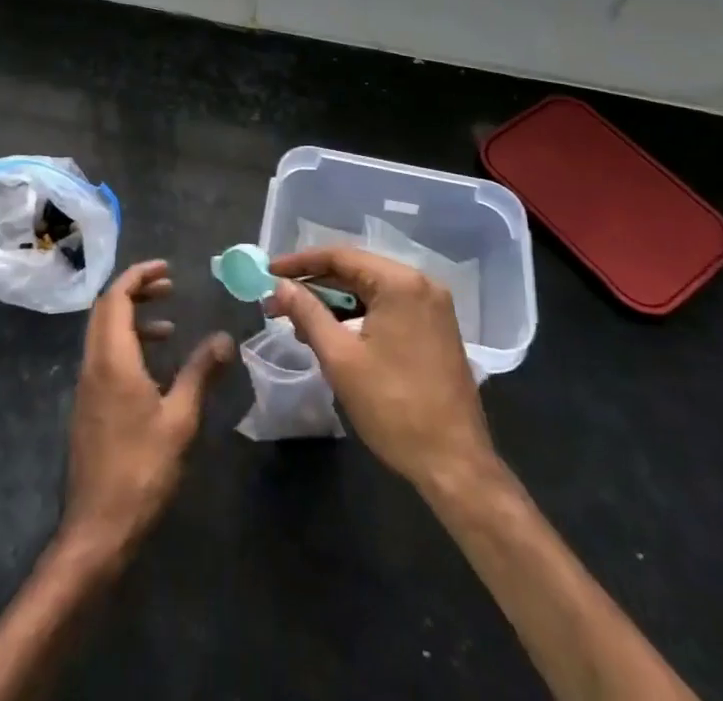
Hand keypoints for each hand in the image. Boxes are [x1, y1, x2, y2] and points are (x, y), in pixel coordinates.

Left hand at [59, 260, 232, 565]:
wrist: (97, 528)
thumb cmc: (141, 469)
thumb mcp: (180, 419)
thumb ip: (200, 373)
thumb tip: (224, 338)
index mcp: (112, 359)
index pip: (116, 298)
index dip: (138, 275)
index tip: (166, 268)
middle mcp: (93, 364)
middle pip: (106, 309)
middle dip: (136, 291)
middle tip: (169, 288)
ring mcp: (86, 386)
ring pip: (103, 333)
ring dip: (132, 319)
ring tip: (169, 326)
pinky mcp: (87, 406)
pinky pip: (103, 356)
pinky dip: (126, 345)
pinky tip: (154, 367)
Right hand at [266, 247, 494, 494]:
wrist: (454, 465)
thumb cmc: (393, 407)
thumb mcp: (340, 358)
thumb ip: (307, 313)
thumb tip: (280, 285)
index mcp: (400, 283)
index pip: (340, 257)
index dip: (299, 263)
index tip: (268, 271)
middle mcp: (421, 284)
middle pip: (356, 271)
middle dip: (314, 286)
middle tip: (277, 302)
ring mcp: (432, 307)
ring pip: (371, 291)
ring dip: (334, 303)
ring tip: (299, 322)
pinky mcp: (435, 329)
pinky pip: (388, 308)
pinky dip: (358, 315)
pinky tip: (333, 333)